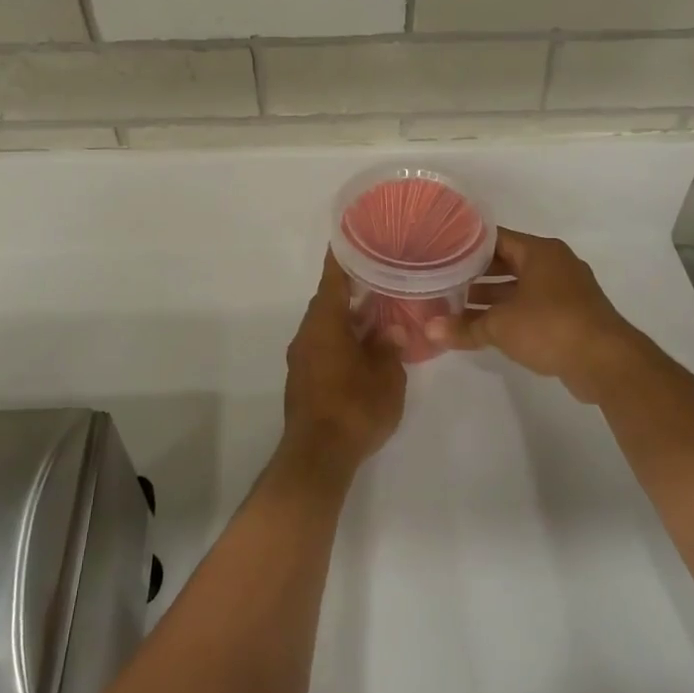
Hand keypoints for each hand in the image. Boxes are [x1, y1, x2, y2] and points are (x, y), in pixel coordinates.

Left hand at [282, 253, 407, 474]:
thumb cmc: (355, 407)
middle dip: (352, 290)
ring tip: (378, 313)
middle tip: (380, 278)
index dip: (343, 257)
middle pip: (328, 302)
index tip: (352, 237)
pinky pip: (323, 347)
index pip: (333, 279)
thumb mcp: (386, 375)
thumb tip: (391, 330)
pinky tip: (364, 349)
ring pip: (326, 327)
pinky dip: (342, 340)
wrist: (318, 455)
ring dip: (348, 319)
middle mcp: (307, 334)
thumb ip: (389, 347)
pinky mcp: (302, 380)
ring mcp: (301, 359)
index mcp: (325, 323)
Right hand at [427, 229, 659, 402]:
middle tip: (442, 281)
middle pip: (506, 262)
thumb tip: (428, 331)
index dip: (465, 245)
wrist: (606, 362)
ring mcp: (565, 290)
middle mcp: (554, 264)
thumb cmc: (550, 327)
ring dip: (491, 297)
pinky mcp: (571, 315)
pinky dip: (510, 313)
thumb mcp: (500, 326)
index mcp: (540, 252)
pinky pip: (532, 306)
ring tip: (455, 307)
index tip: (439, 253)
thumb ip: (463, 327)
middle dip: (474, 274)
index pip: (494, 238)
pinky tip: (484, 328)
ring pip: (519, 287)